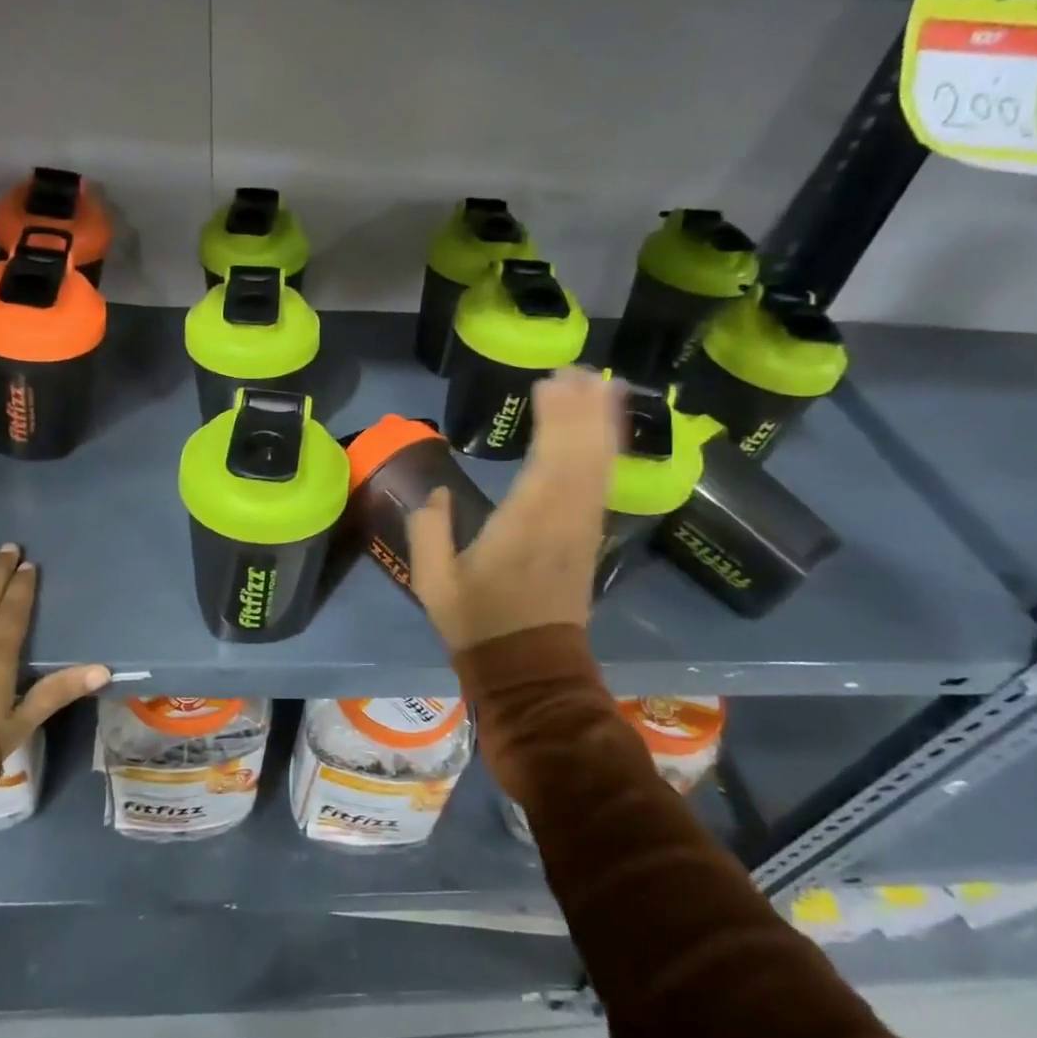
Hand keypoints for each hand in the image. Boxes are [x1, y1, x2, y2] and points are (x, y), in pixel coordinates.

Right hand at [407, 368, 620, 651]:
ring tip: (600, 383)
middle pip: (581, 453)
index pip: (547, 460)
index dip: (555, 419)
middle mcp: (562, 519)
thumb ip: (429, 532)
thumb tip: (436, 494)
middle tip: (575, 369)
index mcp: (523, 525)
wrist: (530, 668)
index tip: (549, 382)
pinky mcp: (589, 537)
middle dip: (582, 409)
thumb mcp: (434, 583)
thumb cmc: (479, 623)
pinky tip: (606, 430)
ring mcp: (581, 528)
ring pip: (599, 465)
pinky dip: (607, 451)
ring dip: (600, 422)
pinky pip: (603, 484)